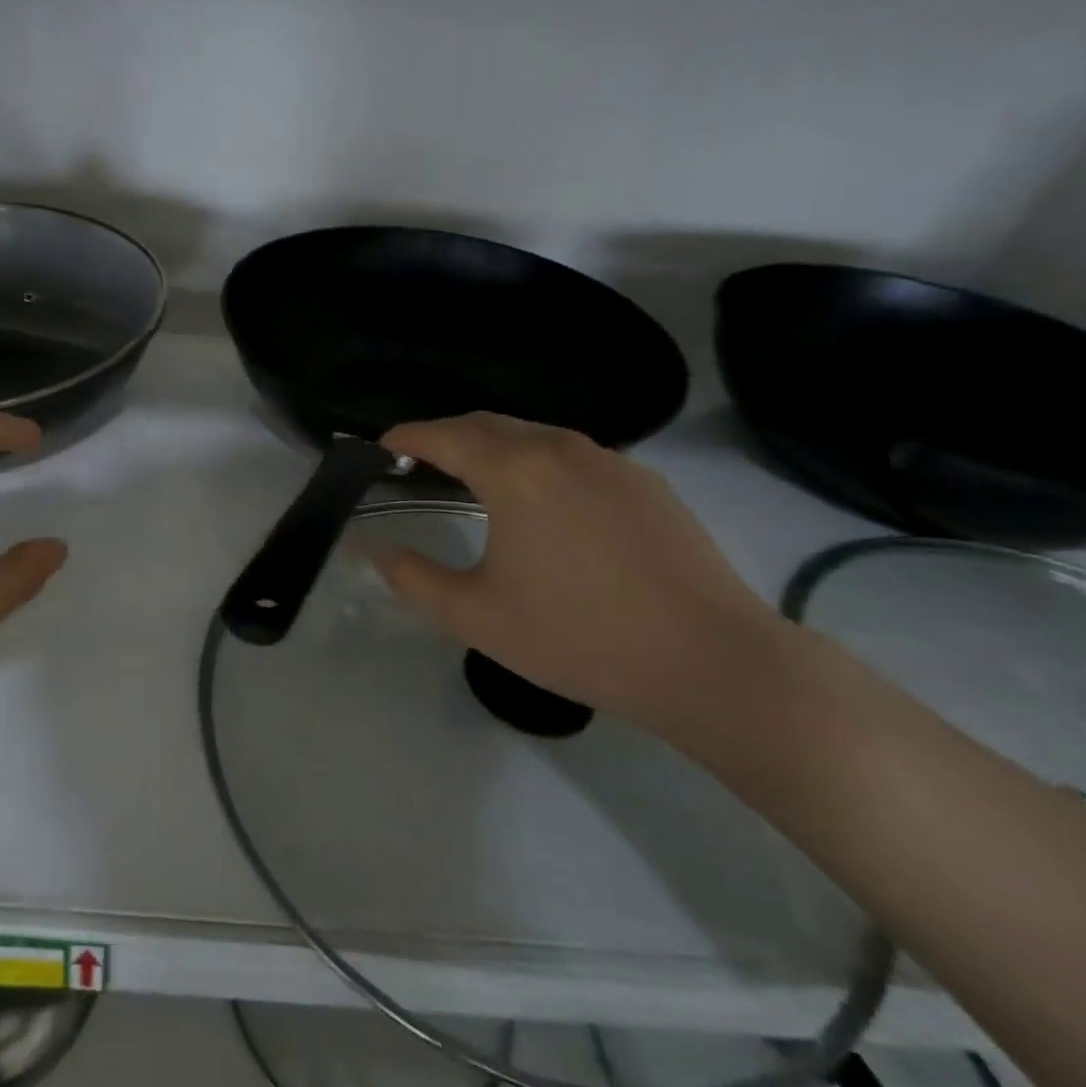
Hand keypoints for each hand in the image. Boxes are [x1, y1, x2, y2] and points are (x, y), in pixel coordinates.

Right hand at [370, 414, 797, 739]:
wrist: (710, 662)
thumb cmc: (578, 637)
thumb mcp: (475, 617)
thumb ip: (413, 577)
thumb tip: (375, 549)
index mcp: (514, 472)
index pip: (443, 435)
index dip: (404, 437)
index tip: (379, 450)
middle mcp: (560, 450)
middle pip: (487, 424)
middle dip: (445, 436)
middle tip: (418, 465)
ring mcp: (611, 462)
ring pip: (534, 436)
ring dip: (493, 448)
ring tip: (474, 482)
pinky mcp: (646, 484)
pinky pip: (574, 457)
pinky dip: (538, 464)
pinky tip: (543, 507)